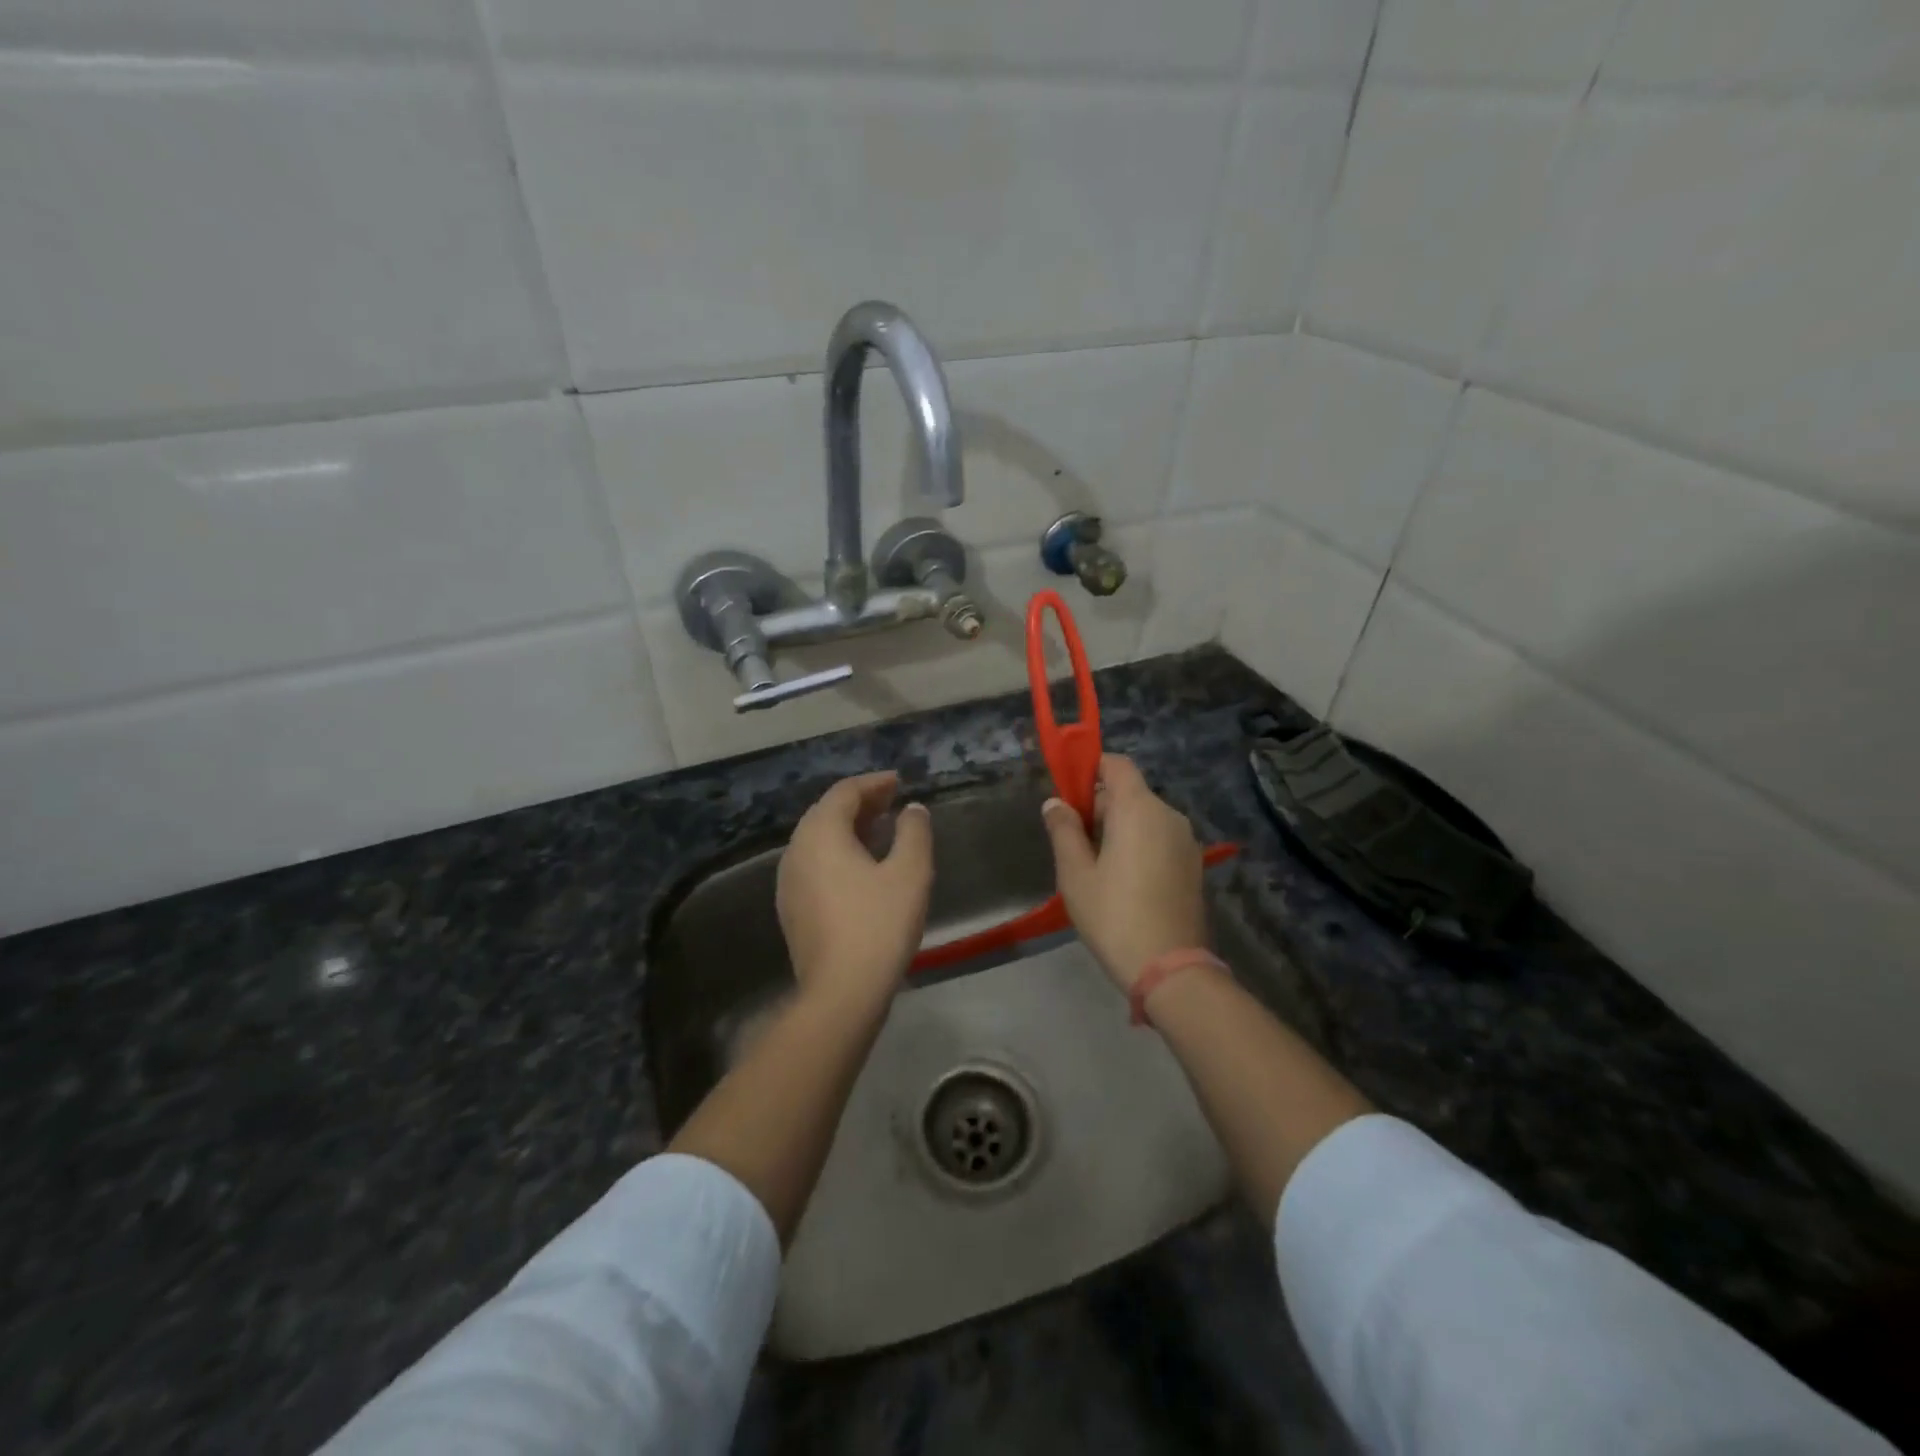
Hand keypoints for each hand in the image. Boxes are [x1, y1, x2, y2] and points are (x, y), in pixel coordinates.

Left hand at [777, 772, 933, 1013]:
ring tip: (881, 829)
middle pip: (826, 813)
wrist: (841, 992)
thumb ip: (914, 832)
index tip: (899, 781)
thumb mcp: (910, 872)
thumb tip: (912, 809)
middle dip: (861, 803)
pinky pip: (815, 864)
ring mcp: (789, 881)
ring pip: (819, 840)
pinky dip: (839, 853)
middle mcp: (796, 850)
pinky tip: (863, 867)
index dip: (874, 783)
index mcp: (820, 834)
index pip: (844, 792)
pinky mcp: (792, 907)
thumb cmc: (879, 924)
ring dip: (849, 828)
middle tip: (892, 801)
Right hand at [1042, 755, 1206, 990]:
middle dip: (1101, 805)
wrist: (1170, 968)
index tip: (1069, 793)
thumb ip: (1064, 831)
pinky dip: (1139, 844)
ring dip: (1120, 827)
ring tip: (1096, 865)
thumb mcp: (1076, 874)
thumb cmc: (1114, 915)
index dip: (1091, 768)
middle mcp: (1168, 816)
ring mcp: (1186, 841)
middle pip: (1130, 792)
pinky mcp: (1193, 865)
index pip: (1117, 764)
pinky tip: (1123, 880)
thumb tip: (1055, 803)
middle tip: (1074, 840)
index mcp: (1138, 809)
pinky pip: (1160, 839)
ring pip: (1145, 817)